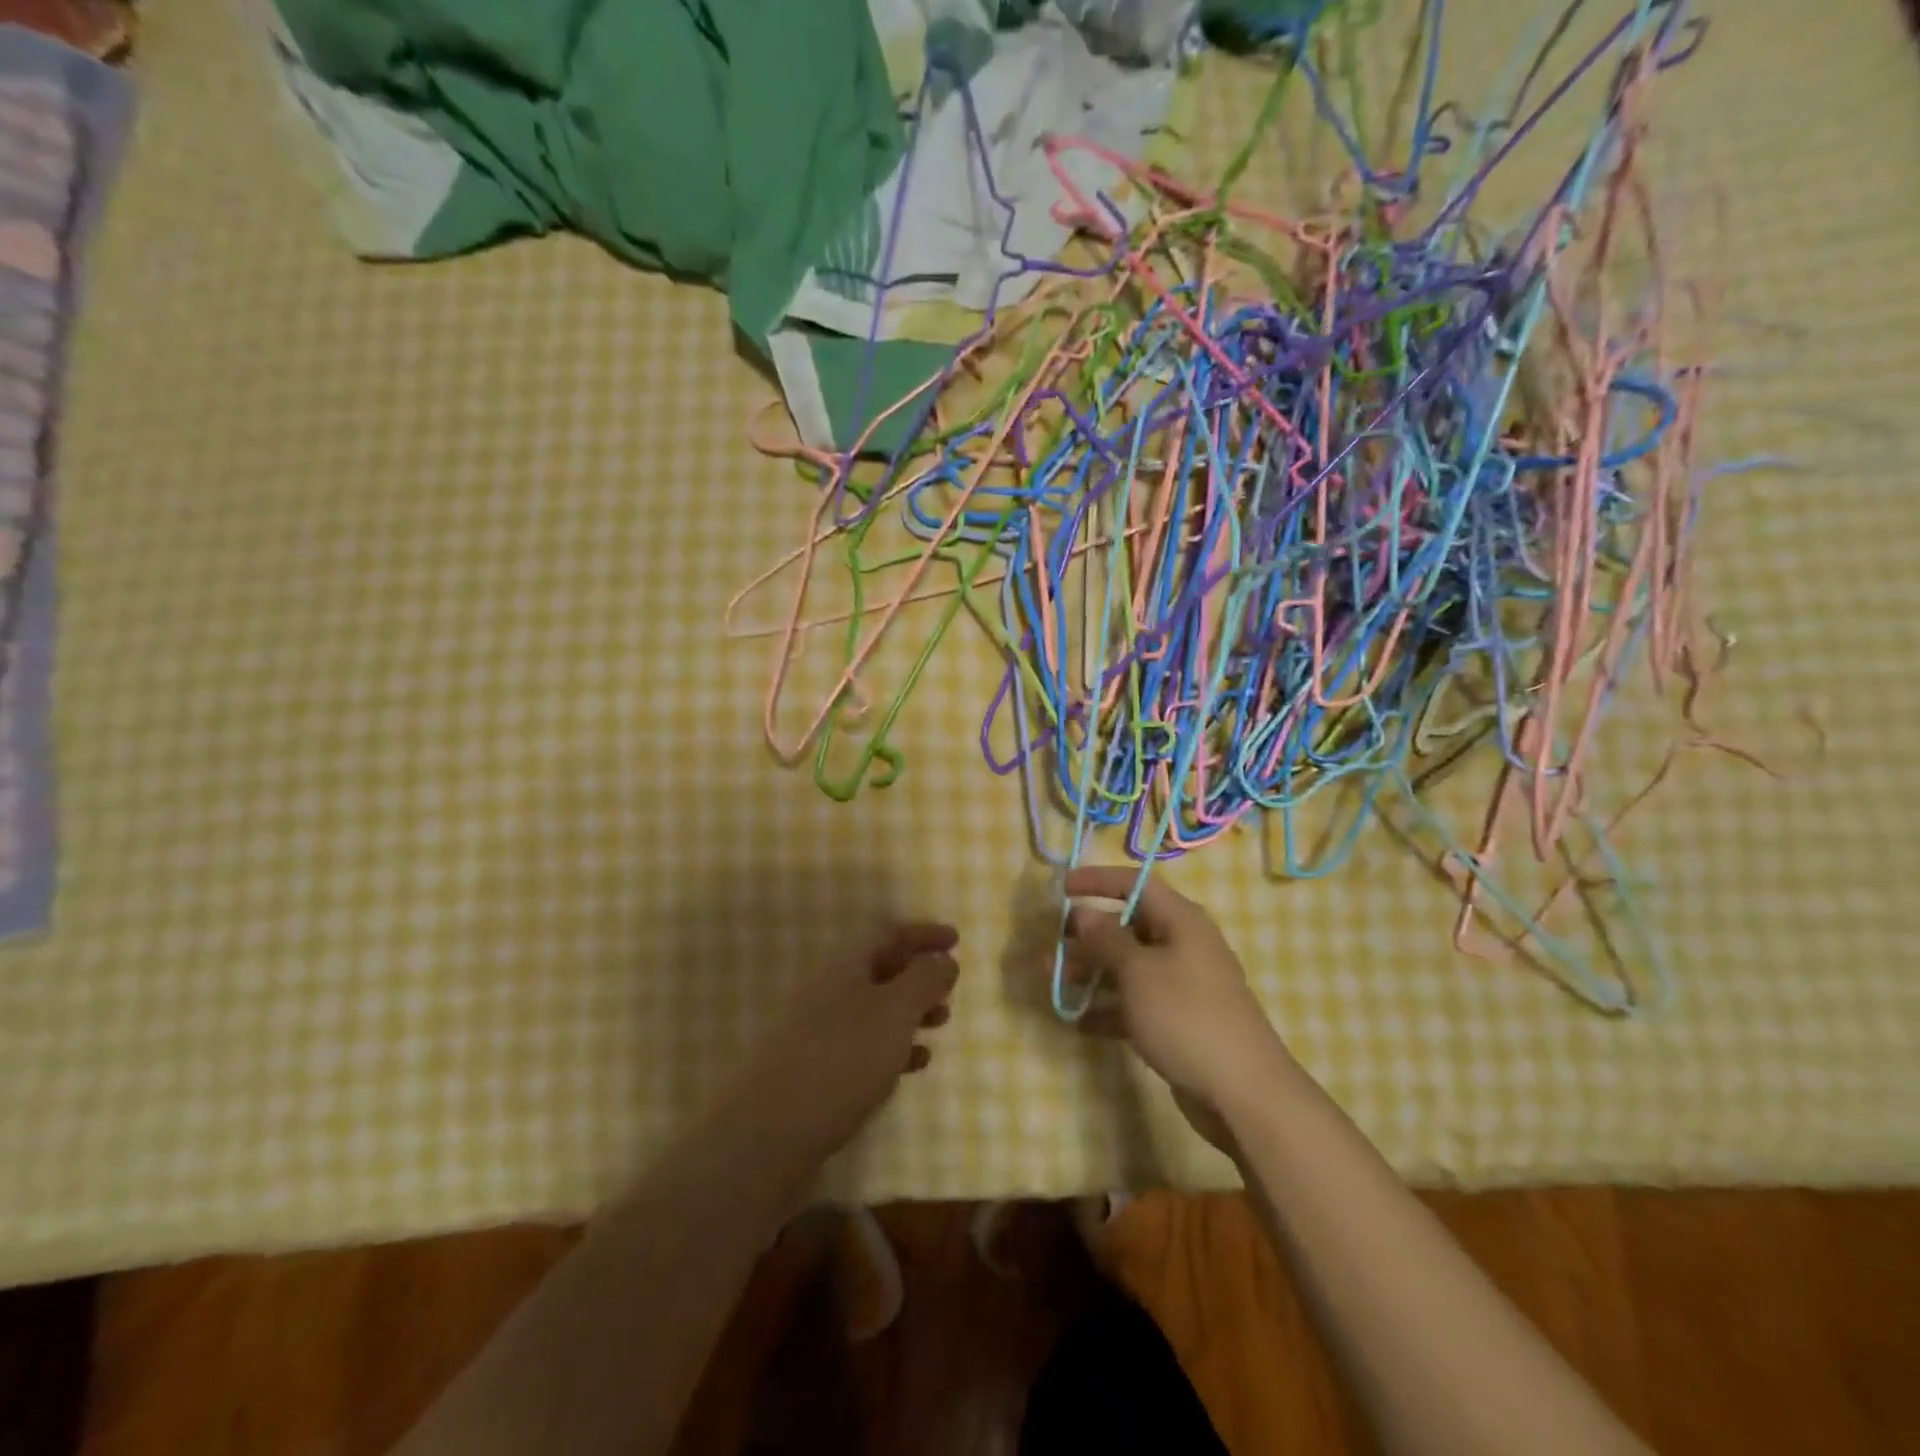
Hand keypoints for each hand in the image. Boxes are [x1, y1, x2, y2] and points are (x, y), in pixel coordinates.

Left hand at [730, 922, 959, 1164]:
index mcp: (845, 968)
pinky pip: (866, 1047)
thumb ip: (923, 980)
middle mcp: (830, 993)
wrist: (770, 1135)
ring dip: (911, 1011)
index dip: (923, 934)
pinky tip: (915, 1064)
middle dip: (919, 975)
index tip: (956, 940)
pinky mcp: (819, 1072)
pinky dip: (895, 1047)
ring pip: (876, 1010)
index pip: (888, 934)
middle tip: (950, 988)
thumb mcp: (893, 1012)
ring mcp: (821, 1034)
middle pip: (881, 970)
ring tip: (941, 1024)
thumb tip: (942, 958)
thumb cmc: (841, 1060)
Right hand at [1063, 868, 1294, 1146]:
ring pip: (1128, 968)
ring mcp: (1182, 986)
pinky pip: (1136, 1004)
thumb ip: (1106, 939)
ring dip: (1092, 973)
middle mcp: (1183, 946)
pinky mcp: (1178, 1022)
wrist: (1243, 1093)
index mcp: (1180, 921)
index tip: (1061, 888)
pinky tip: (1079, 1022)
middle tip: (1052, 946)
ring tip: (1056, 984)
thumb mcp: (1138, 972)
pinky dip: (1109, 1009)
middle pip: (1128, 927)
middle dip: (1088, 936)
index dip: (1097, 880)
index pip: (1135, 885)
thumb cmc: (1186, 1016)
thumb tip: (1084, 913)